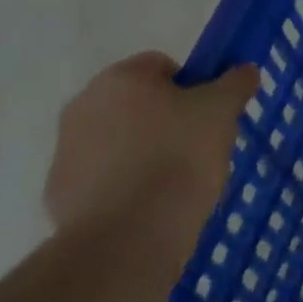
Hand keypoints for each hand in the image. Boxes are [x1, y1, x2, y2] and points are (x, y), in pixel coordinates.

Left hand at [43, 52, 259, 252]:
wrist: (129, 236)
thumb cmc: (179, 156)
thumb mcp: (222, 110)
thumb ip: (235, 83)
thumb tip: (243, 71)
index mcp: (118, 79)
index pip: (162, 66)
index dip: (191, 86)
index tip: (209, 112)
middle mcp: (82, 108)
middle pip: (136, 103)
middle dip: (164, 118)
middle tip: (197, 143)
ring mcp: (65, 154)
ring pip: (118, 140)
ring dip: (143, 151)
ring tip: (176, 179)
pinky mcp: (58, 196)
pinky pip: (103, 178)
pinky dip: (125, 184)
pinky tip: (150, 203)